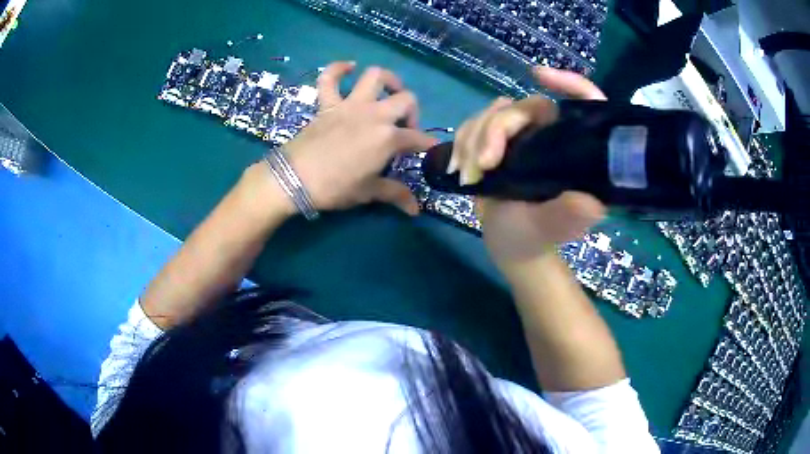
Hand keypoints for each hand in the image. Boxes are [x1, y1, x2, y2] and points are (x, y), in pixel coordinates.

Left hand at [282, 62, 437, 214]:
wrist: (294, 179)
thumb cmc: (335, 187)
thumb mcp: (368, 192)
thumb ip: (395, 194)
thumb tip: (416, 210)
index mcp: (388, 138)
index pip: (418, 139)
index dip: (428, 145)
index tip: (431, 149)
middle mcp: (374, 114)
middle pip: (406, 100)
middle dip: (412, 112)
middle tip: (404, 128)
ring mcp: (350, 105)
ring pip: (375, 76)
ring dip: (387, 80)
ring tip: (389, 91)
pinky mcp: (327, 104)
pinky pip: (329, 78)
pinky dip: (338, 69)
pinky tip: (348, 67)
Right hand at [450, 67, 607, 266]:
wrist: (509, 246)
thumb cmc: (536, 238)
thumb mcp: (552, 228)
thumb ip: (568, 216)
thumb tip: (591, 203)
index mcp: (576, 150)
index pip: (585, 104)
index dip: (570, 83)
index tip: (539, 76)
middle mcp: (552, 136)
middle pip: (524, 107)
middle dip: (495, 129)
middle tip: (483, 165)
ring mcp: (524, 138)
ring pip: (494, 113)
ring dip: (473, 139)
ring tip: (468, 176)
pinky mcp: (499, 143)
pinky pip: (475, 125)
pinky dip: (462, 143)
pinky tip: (459, 168)